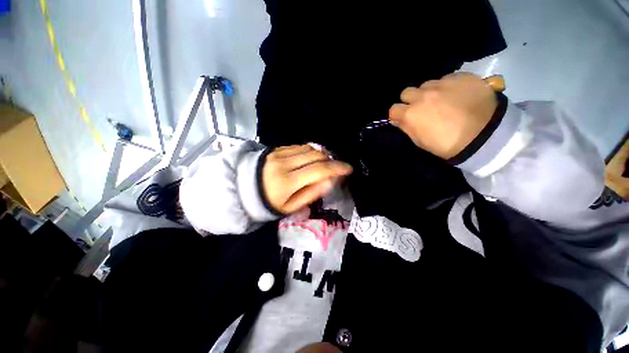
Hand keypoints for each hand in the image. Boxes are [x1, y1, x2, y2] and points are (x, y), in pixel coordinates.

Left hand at [262, 144, 352, 213]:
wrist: (242, 189)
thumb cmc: (268, 203)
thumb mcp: (290, 207)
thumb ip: (310, 194)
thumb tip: (330, 182)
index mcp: (287, 181)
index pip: (318, 170)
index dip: (336, 168)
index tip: (349, 169)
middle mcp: (284, 163)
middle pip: (315, 156)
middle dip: (331, 160)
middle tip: (337, 167)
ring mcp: (279, 153)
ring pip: (309, 149)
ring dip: (321, 154)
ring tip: (326, 163)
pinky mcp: (276, 149)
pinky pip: (299, 146)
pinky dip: (310, 151)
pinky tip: (312, 159)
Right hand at [389, 73, 499, 159]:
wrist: (486, 135)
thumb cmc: (447, 144)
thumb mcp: (420, 142)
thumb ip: (406, 128)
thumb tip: (398, 119)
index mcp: (411, 114)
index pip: (393, 109)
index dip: (397, 114)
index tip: (403, 118)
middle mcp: (422, 95)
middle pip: (406, 92)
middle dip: (410, 100)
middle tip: (422, 108)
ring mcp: (442, 84)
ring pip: (426, 84)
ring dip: (429, 92)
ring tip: (441, 100)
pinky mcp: (460, 77)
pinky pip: (446, 78)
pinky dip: (447, 86)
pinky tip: (457, 95)